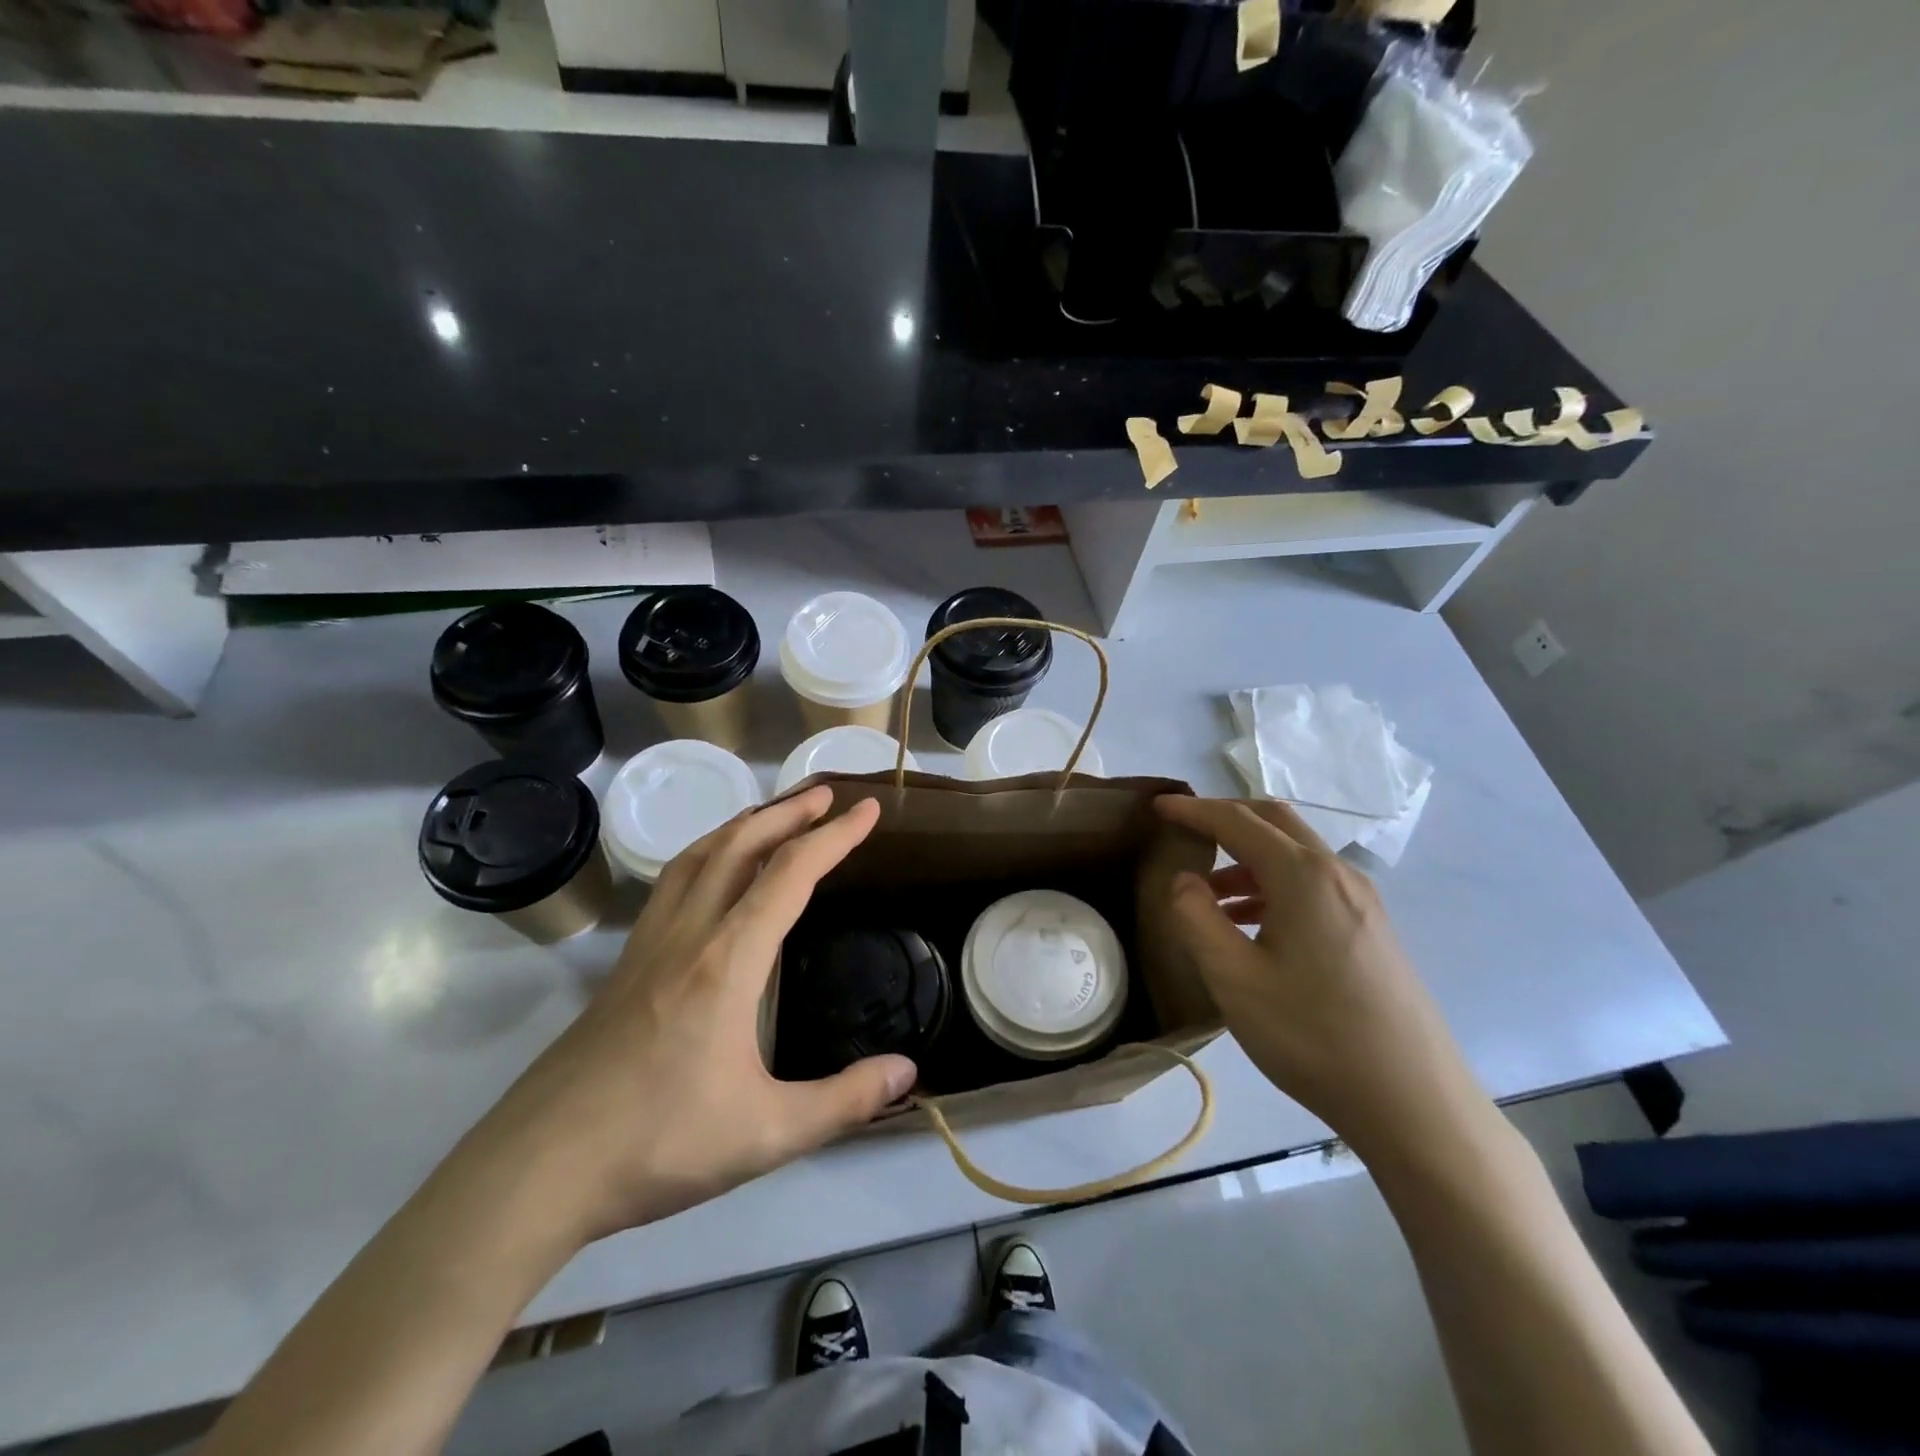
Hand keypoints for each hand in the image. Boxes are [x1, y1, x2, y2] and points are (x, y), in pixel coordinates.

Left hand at [456, 787, 914, 1247]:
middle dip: (789, 813)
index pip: (790, 874)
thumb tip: (907, 1073)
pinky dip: (705, 854)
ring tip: (775, 814)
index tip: (868, 810)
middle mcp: (688, 933)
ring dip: (743, 824)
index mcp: (728, 959)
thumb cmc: (658, 1144)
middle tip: (827, 795)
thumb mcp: (766, 1133)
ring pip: (698, 856)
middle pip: (741, 846)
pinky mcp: (625, 963)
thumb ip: (844, 1101)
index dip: (835, 836)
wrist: (538, 1168)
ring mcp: (649, 944)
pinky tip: (711, 872)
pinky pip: (671, 882)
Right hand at [1153, 796, 1487, 1154]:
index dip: (1195, 810)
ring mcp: (1362, 901)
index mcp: (1303, 875)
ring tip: (1208, 894)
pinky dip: (1274, 886)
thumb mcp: (1234, 978)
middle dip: (1226, 817)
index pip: (1238, 821)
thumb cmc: (1312, 1034)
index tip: (1159, 806)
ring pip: (1296, 855)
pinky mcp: (1372, 930)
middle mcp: (1337, 874)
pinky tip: (1252, 926)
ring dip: (1248, 858)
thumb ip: (1196, 917)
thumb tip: (1184, 880)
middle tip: (1186, 830)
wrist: (1413, 1102)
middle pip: (1275, 822)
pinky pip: (1313, 886)